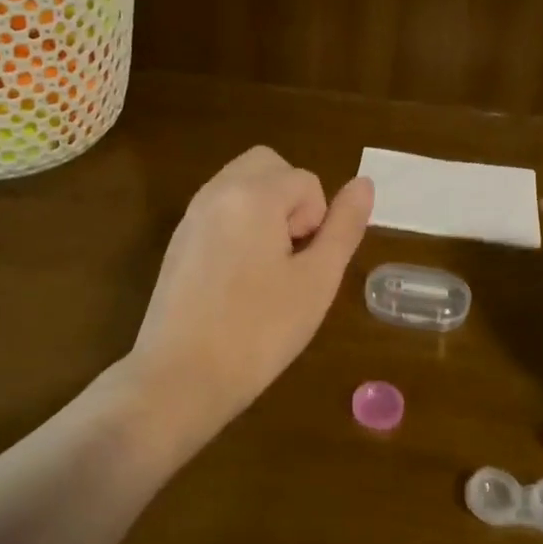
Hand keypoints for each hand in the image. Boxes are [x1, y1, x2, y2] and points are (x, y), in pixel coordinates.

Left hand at [130, 146, 373, 426]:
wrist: (181, 377)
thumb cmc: (259, 330)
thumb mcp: (317, 280)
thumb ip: (344, 226)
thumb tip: (364, 183)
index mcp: (253, 194)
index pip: (306, 180)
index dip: (317, 221)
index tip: (304, 266)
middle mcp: (217, 191)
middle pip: (268, 165)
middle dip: (291, 199)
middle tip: (291, 256)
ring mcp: (192, 215)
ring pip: (242, 185)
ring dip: (266, 210)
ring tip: (267, 268)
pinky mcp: (178, 241)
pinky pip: (219, 209)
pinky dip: (240, 225)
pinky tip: (239, 278)